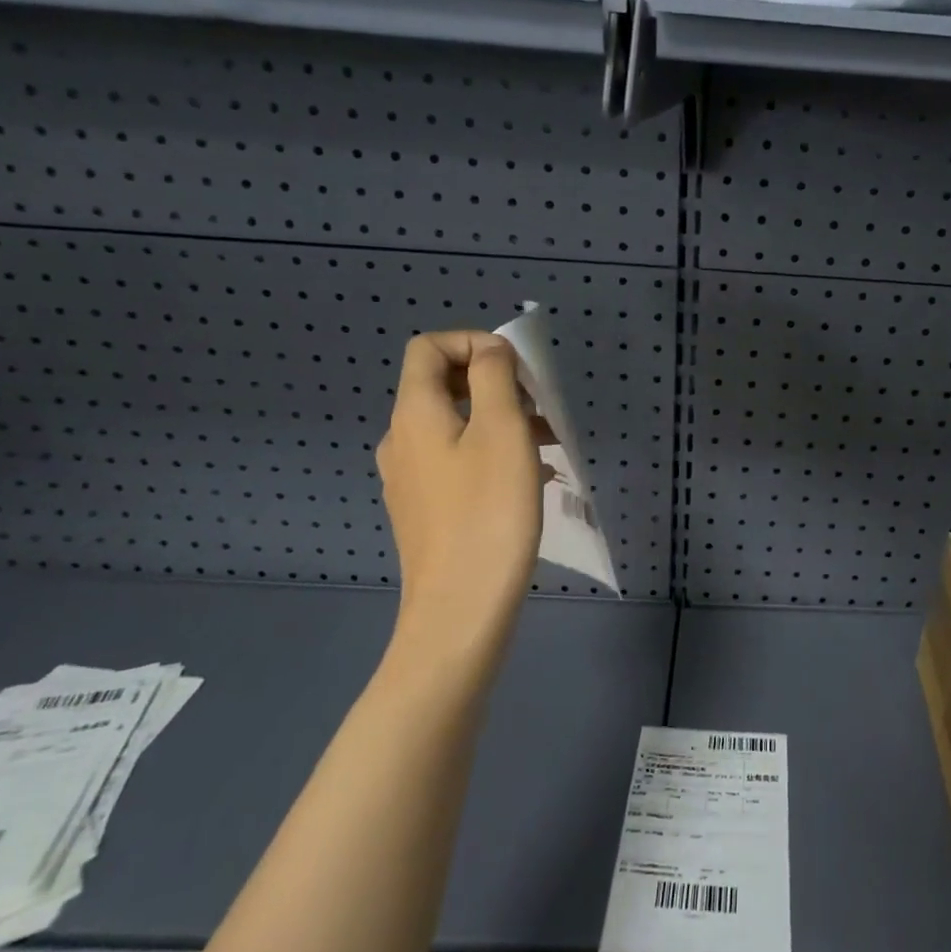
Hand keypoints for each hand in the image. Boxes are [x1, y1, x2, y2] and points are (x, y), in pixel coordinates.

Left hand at [376, 331, 543, 673]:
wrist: (460, 609)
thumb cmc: (487, 512)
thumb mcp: (502, 431)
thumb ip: (495, 378)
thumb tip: (491, 351)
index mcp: (415, 414)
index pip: (429, 348)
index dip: (473, 342)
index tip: (518, 369)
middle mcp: (402, 440)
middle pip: (443, 386)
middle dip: (495, 384)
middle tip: (539, 407)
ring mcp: (410, 479)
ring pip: (455, 427)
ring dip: (500, 421)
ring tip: (548, 445)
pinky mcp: (425, 510)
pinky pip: (457, 462)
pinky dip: (492, 454)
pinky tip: (529, 479)